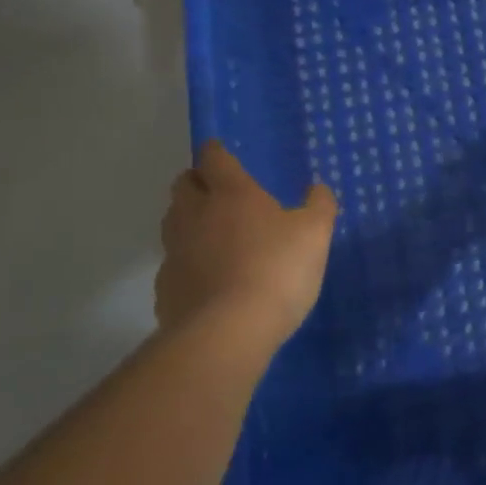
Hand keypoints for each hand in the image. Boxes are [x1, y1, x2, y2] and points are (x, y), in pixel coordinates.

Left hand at [155, 141, 336, 347]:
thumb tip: (317, 188)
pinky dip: (188, 264)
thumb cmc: (277, 270)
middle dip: (197, 182)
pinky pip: (174, 264)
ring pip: (174, 223)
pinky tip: (207, 279)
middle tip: (217, 191)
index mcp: (231, 193)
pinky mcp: (166, 288)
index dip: (217, 152)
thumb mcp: (315, 234)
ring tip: (212, 234)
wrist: (227, 332)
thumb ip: (319, 206)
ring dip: (188, 220)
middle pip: (183, 185)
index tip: (220, 151)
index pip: (214, 158)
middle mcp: (195, 214)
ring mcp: (176, 251)